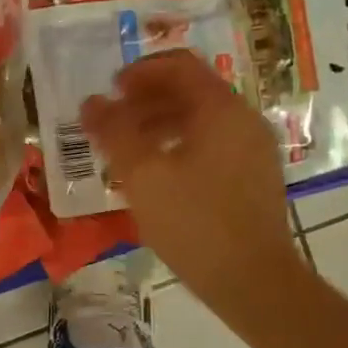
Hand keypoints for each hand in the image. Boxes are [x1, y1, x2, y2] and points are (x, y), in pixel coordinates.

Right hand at [80, 50, 302, 311]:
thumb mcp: (142, 175)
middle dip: (147, 100)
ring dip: (161, 125)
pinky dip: (181, 147)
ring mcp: (254, 150)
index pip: (180, 66)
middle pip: (192, 91)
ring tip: (128, 150)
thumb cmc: (194, 223)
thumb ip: (113, 132)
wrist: (254, 282)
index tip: (110, 90)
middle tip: (113, 121)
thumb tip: (92, 102)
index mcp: (221, 109)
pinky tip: (157, 176)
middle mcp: (244, 120)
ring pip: (202, 121)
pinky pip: (213, 146)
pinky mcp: (255, 178)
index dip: (141, 72)